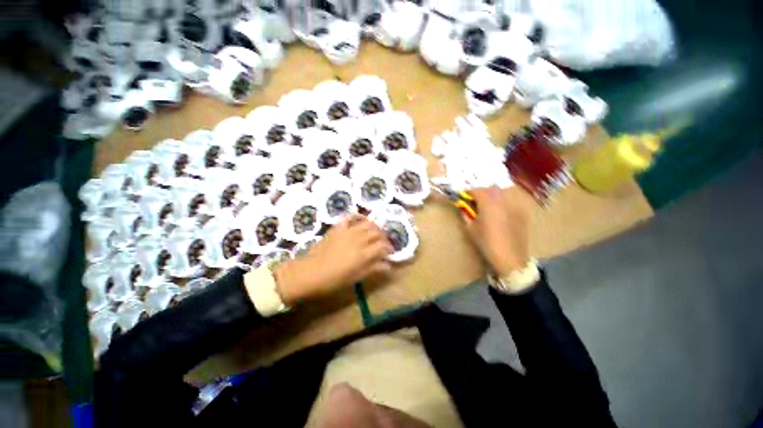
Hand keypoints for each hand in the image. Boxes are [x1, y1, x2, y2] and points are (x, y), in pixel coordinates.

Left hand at [274, 214, 392, 304]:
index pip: (383, 246)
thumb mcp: (355, 278)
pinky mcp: (338, 228)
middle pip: (378, 232)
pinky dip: (357, 216)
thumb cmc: (333, 280)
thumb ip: (373, 269)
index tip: (390, 253)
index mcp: (364, 254)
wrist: (308, 273)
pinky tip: (361, 220)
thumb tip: (389, 266)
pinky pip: (350, 217)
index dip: (389, 249)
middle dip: (384, 237)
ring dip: (374, 226)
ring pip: (367, 223)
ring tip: (375, 232)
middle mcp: (359, 239)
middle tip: (383, 243)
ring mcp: (348, 231)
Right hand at [462, 186, 531, 277]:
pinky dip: (502, 202)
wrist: (511, 258)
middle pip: (490, 188)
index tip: (463, 195)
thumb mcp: (471, 229)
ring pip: (502, 193)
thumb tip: (463, 208)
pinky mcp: (521, 213)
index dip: (468, 191)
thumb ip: (466, 215)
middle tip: (474, 199)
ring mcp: (514, 206)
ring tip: (487, 204)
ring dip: (492, 195)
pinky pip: (510, 202)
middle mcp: (502, 201)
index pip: (477, 190)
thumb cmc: (487, 243)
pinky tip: (499, 212)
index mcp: (488, 204)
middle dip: (481, 191)